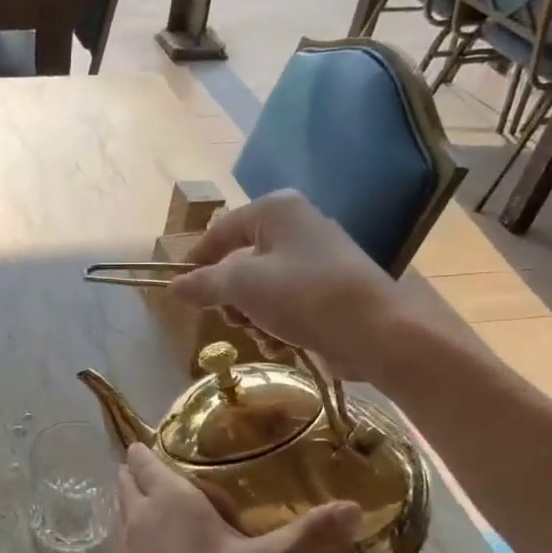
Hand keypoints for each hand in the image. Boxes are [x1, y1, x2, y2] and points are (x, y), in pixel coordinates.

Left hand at [109, 445, 359, 552]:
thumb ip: (308, 535)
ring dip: (138, 496)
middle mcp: (139, 510)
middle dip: (146, 469)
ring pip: (122, 502)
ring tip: (172, 506)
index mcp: (168, 497)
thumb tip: (352, 508)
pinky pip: (122, 531)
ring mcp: (124, 540)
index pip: (142, 455)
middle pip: (128, 474)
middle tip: (183, 476)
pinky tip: (164, 544)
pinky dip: (135, 526)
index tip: (179, 449)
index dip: (152, 447)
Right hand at [166, 190, 417, 384]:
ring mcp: (315, 258)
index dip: (196, 262)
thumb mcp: (242, 286)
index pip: (219, 232)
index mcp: (276, 210)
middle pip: (239, 262)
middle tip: (233, 317)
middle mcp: (296, 226)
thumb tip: (174, 287)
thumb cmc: (303, 295)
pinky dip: (277, 324)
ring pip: (260, 288)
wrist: (377, 332)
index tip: (180, 293)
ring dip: (252, 316)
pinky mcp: (328, 290)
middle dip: (231, 297)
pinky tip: (283, 342)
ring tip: (263, 333)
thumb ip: (203, 284)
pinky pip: (285, 303)